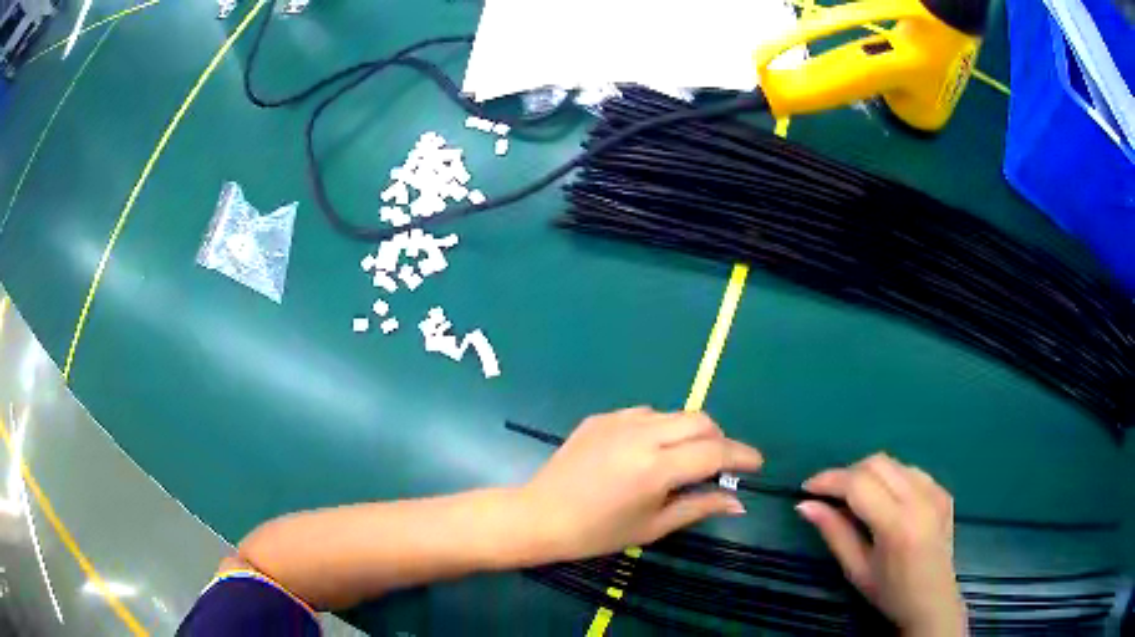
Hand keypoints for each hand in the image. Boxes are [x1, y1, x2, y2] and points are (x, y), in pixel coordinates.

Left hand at [519, 407, 761, 561]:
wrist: (540, 515)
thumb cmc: (597, 532)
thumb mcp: (652, 527)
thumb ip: (698, 507)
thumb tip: (737, 503)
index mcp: (656, 468)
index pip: (715, 452)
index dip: (741, 456)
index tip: (756, 465)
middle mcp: (641, 434)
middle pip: (700, 421)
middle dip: (719, 439)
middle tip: (719, 466)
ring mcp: (619, 421)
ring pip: (674, 414)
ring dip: (690, 432)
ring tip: (682, 461)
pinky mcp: (601, 417)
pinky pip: (645, 414)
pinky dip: (660, 429)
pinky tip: (648, 453)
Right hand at [797, 454, 966, 636]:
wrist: (933, 602)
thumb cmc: (890, 593)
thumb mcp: (856, 569)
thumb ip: (834, 533)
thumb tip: (805, 505)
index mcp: (897, 524)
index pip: (859, 484)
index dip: (829, 480)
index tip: (806, 488)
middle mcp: (920, 499)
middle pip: (877, 463)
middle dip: (847, 473)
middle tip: (829, 495)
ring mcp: (936, 491)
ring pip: (894, 463)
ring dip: (868, 473)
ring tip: (854, 498)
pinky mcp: (943, 491)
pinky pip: (910, 471)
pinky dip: (890, 478)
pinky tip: (884, 501)